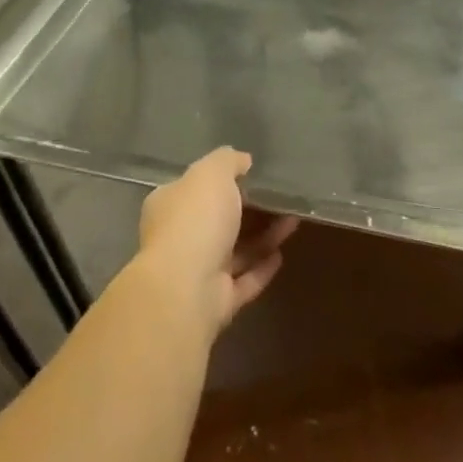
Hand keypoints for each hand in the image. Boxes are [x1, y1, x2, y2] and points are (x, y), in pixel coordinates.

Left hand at [135, 147, 300, 333]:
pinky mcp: (216, 301)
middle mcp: (179, 237)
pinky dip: (261, 268)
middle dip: (249, 210)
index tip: (251, 175)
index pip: (194, 188)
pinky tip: (281, 255)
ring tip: (293, 220)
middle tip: (279, 198)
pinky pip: (244, 280)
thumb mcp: (212, 173)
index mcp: (169, 204)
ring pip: (235, 251)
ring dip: (263, 237)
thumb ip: (227, 161)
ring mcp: (197, 272)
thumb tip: (242, 160)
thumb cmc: (196, 219)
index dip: (221, 181)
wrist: (187, 287)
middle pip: (218, 220)